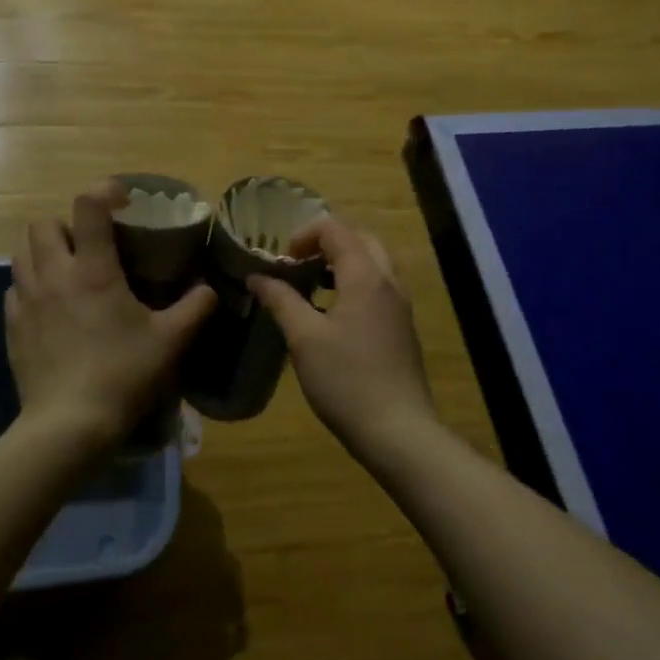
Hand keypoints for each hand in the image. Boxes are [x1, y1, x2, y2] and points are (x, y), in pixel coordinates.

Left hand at [7, 183, 215, 449]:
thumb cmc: (123, 374)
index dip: (104, 191)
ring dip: (43, 250)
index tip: (122, 199)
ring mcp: (27, 301)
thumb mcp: (171, 341)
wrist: (69, 425)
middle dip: (66, 224)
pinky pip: (14, 288)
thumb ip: (195, 308)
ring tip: (66, 268)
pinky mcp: (12, 327)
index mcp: (94, 270)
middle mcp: (54, 275)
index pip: (88, 207)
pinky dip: (30, 284)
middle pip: (43, 224)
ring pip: (21, 252)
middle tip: (90, 243)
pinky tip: (49, 305)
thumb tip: (210, 289)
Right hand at [249, 218, 437, 453]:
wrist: (398, 430)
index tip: (281, 261)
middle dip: (325, 244)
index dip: (304, 235)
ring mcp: (400, 305)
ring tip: (310, 286)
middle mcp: (388, 281)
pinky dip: (354, 283)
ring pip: (372, 263)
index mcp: (365, 276)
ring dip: (341, 264)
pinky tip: (332, 314)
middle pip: (359, 240)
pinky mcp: (402, 326)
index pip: (335, 229)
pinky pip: (379, 286)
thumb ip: (281, 300)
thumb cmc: (346, 380)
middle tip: (297, 266)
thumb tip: (257, 276)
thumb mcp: (304, 338)